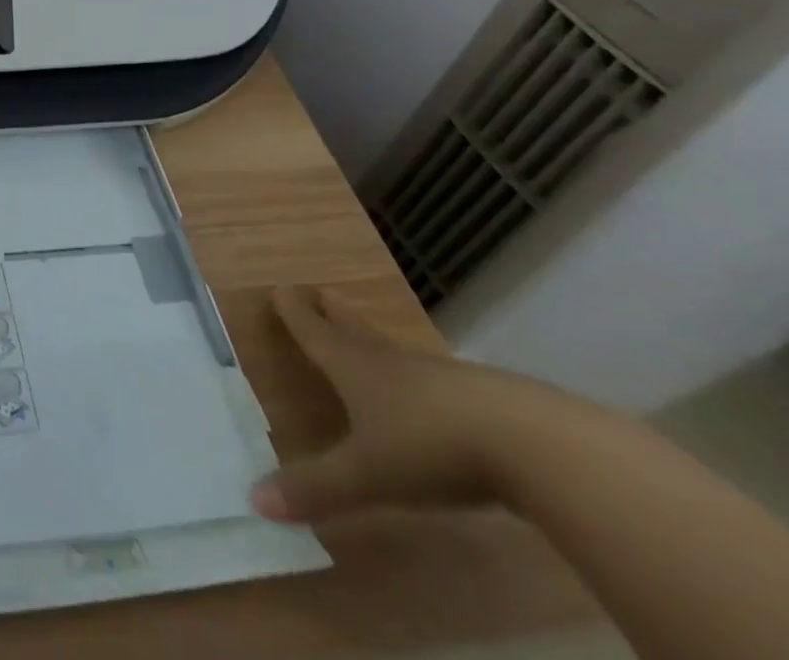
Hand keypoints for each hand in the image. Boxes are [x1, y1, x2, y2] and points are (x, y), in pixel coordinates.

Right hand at [250, 286, 571, 523]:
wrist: (534, 445)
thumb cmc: (430, 446)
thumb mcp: (368, 474)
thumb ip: (316, 487)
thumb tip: (254, 501)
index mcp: (354, 367)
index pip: (314, 333)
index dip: (294, 313)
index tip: (280, 288)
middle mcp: (391, 362)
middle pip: (355, 330)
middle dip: (333, 313)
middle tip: (321, 293)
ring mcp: (441, 378)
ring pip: (396, 351)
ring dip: (375, 340)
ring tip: (366, 337)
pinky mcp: (484, 401)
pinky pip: (437, 380)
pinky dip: (421, 378)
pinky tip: (431, 394)